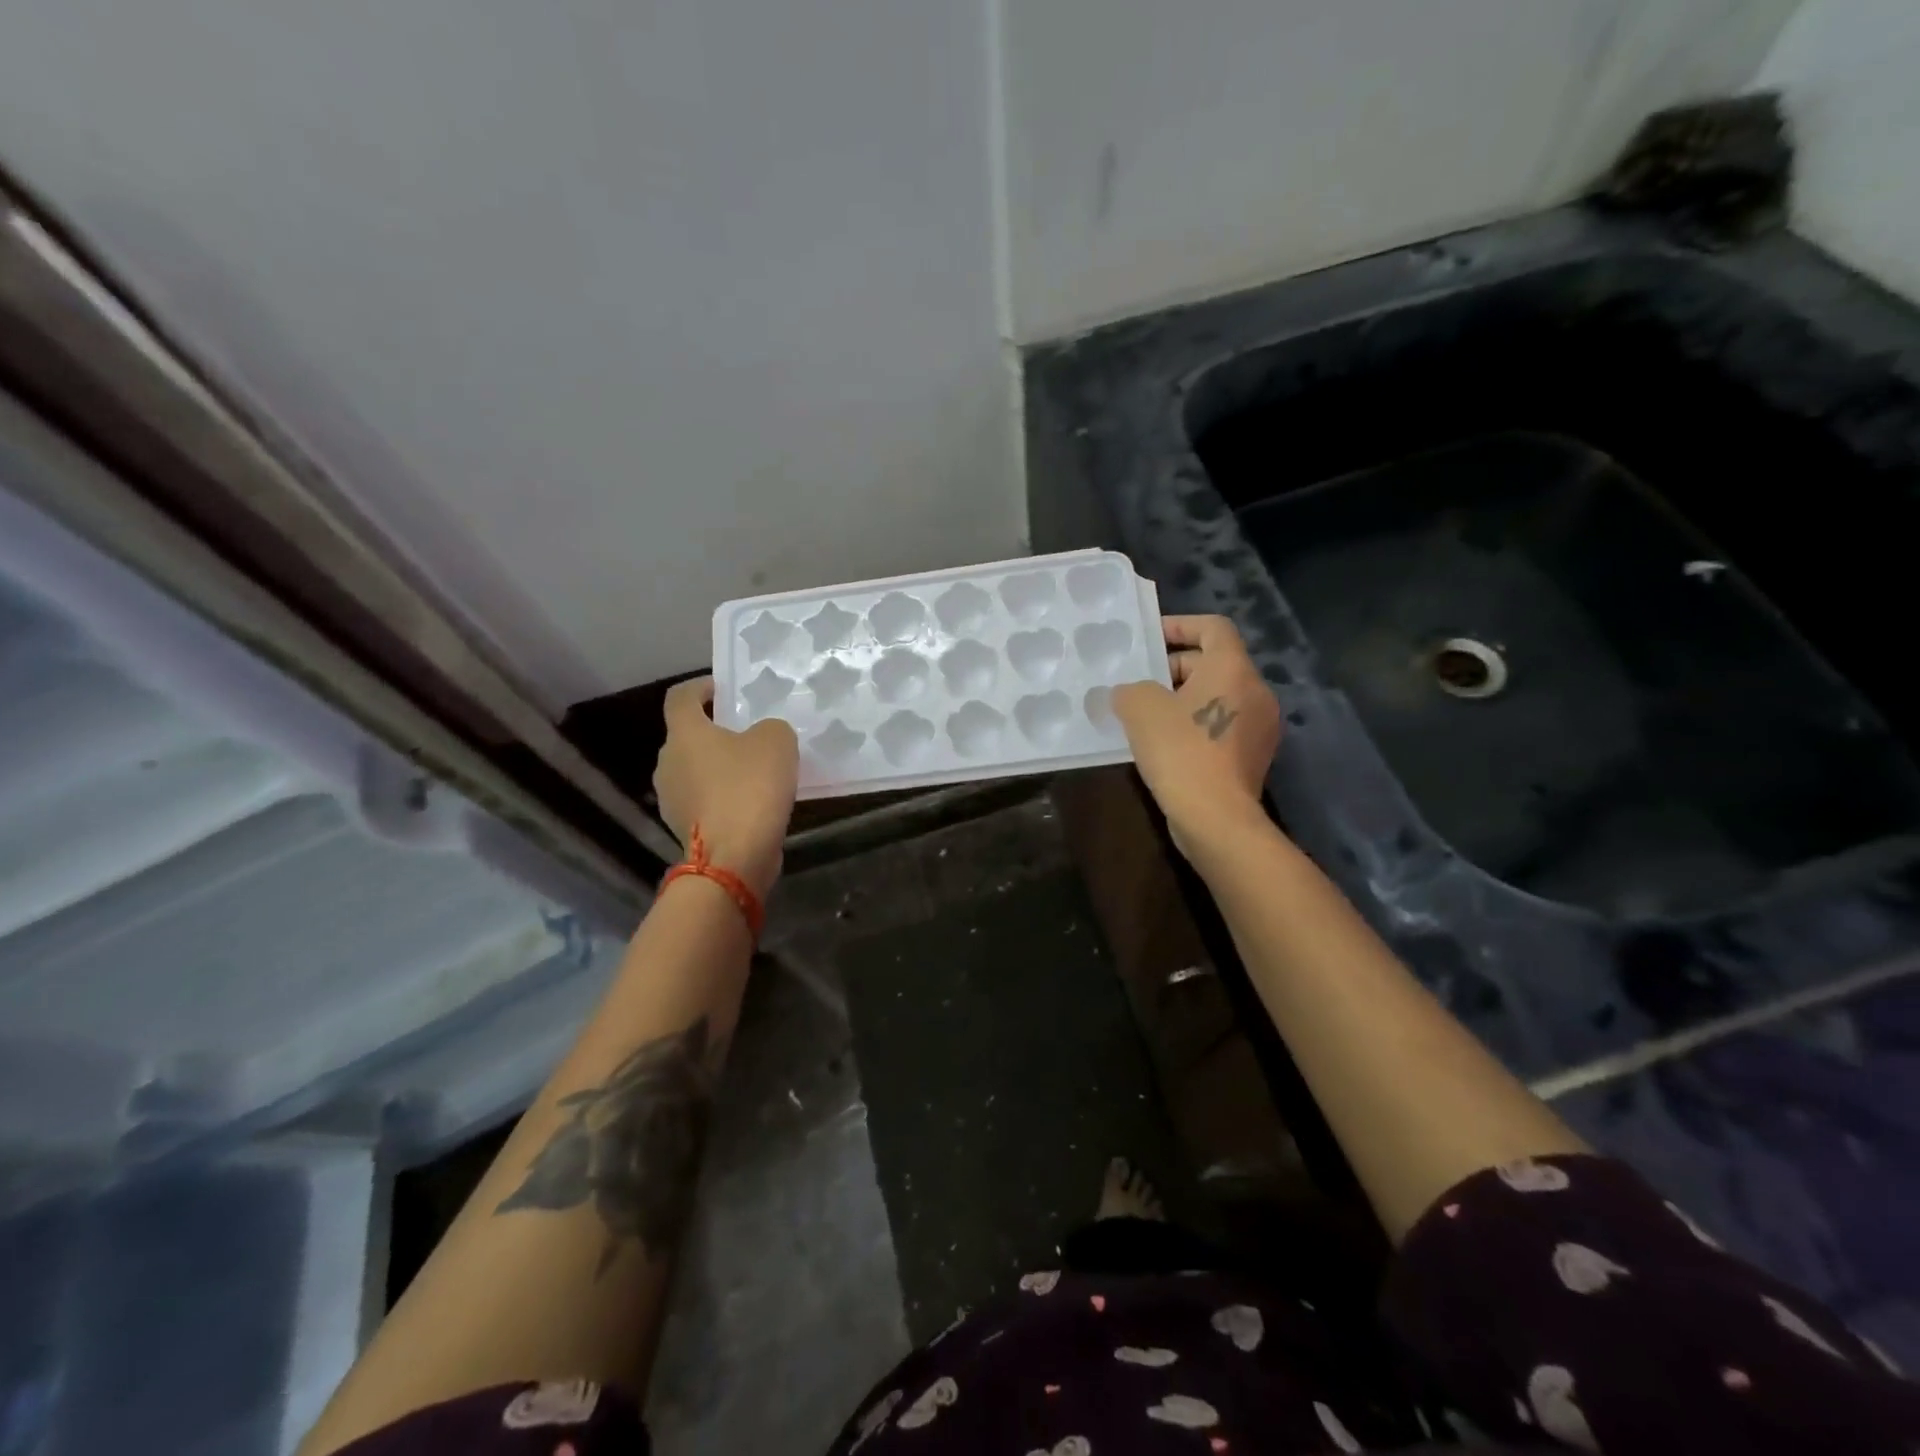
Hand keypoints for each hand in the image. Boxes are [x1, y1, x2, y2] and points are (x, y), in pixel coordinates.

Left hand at [653, 677, 799, 897]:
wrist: (733, 857)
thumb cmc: (750, 788)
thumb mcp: (777, 742)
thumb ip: (769, 729)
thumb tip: (762, 737)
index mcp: (684, 733)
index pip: (680, 697)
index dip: (700, 688)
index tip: (723, 689)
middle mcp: (668, 763)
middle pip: (688, 738)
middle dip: (715, 733)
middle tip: (749, 735)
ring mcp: (671, 799)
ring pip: (696, 771)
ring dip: (719, 769)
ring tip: (755, 774)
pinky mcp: (684, 829)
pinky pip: (704, 802)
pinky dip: (722, 798)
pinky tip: (751, 805)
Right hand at [1113, 616, 1281, 856]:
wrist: (1216, 818)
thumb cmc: (1180, 750)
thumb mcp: (1140, 708)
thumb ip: (1130, 689)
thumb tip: (1129, 694)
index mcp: (1233, 669)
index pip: (1213, 628)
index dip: (1180, 625)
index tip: (1150, 638)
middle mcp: (1255, 691)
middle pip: (1214, 663)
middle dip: (1174, 668)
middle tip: (1139, 682)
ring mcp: (1259, 727)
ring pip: (1217, 697)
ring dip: (1182, 699)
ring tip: (1145, 714)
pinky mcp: (1253, 757)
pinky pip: (1221, 726)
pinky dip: (1195, 725)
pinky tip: (1164, 745)